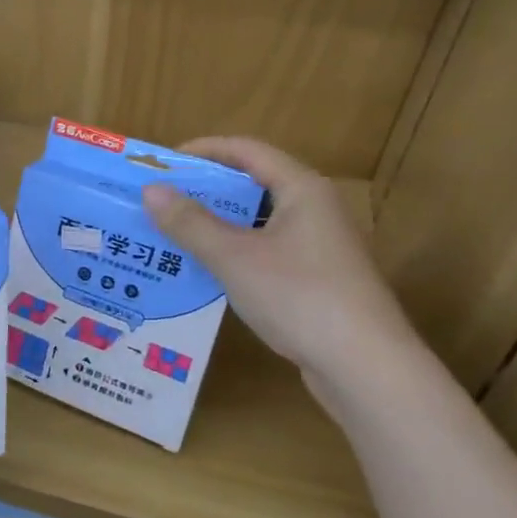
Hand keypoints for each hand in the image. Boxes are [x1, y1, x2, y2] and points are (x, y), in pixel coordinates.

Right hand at [143, 137, 418, 393]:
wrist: (365, 367)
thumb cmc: (300, 297)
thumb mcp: (234, 257)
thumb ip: (190, 223)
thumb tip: (151, 190)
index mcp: (302, 189)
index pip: (247, 150)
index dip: (203, 150)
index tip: (162, 164)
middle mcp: (314, 209)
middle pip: (252, 184)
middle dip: (204, 190)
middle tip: (159, 201)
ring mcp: (318, 246)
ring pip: (257, 221)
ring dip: (215, 224)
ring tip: (171, 233)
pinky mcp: (316, 278)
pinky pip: (264, 250)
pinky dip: (232, 251)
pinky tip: (204, 270)